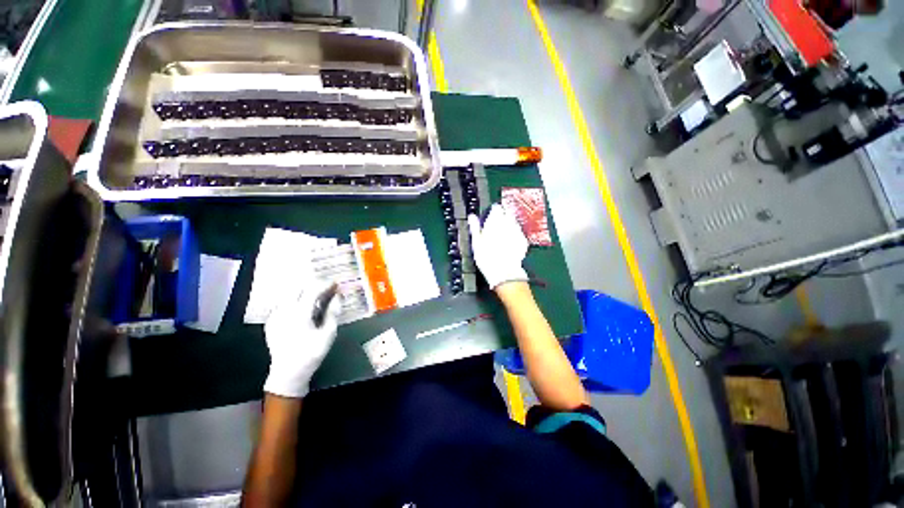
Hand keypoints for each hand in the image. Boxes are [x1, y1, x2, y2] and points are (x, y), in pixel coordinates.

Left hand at [263, 280, 340, 397]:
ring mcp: (275, 316)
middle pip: (298, 288)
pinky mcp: (271, 322)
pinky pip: (282, 303)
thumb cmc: (311, 353)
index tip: (335, 283)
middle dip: (313, 285)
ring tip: (315, 296)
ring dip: (303, 291)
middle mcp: (284, 311)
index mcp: (299, 313)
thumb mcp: (328, 334)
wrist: (287, 373)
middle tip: (326, 288)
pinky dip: (293, 300)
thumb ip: (333, 312)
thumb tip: (338, 296)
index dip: (325, 284)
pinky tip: (301, 307)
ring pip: (288, 294)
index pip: (312, 290)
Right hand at [467, 204, 528, 289]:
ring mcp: (518, 233)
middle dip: (503, 217)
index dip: (493, 211)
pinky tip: (509, 243)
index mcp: (496, 222)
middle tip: (496, 225)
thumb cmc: (487, 258)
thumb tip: (472, 217)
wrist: (505, 273)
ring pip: (514, 224)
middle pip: (507, 214)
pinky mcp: (524, 242)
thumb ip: (474, 227)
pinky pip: (519, 234)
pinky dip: (515, 235)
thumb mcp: (476, 242)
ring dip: (509, 226)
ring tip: (502, 235)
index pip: (496, 209)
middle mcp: (509, 224)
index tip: (491, 215)